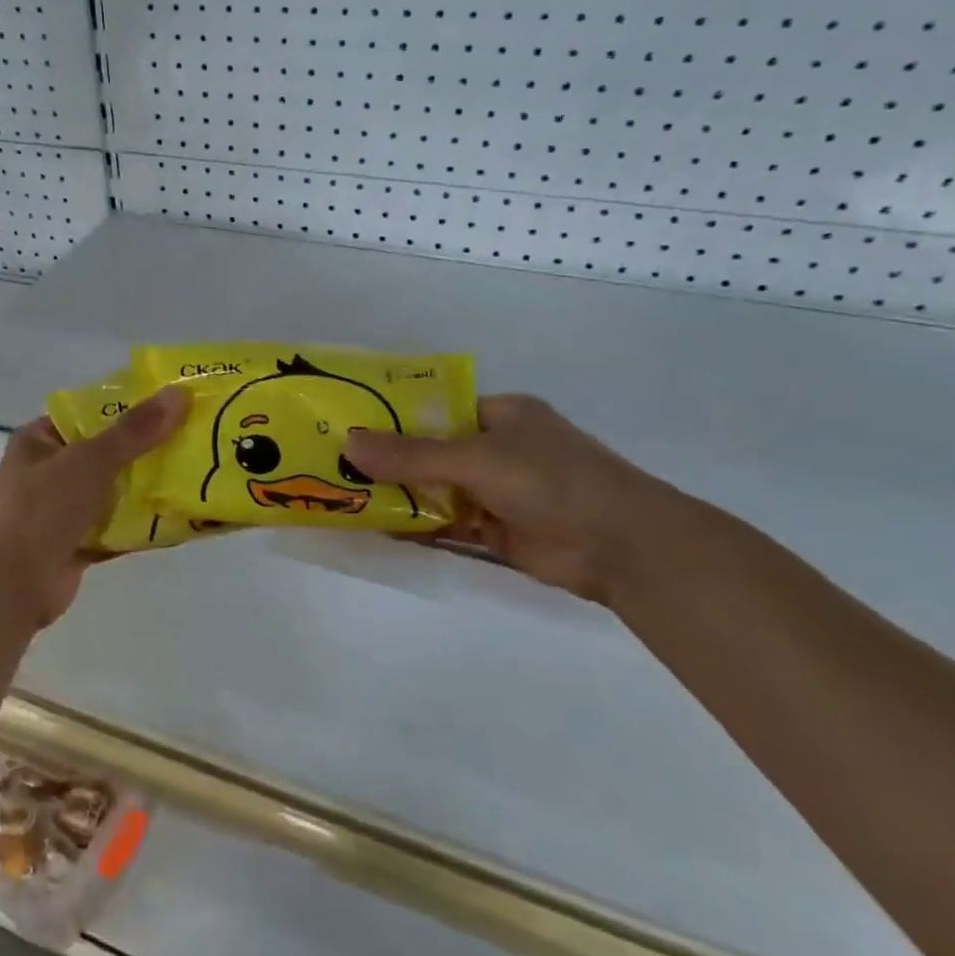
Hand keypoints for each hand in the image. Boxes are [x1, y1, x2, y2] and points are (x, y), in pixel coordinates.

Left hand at [0, 386, 188, 627]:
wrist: (8, 585)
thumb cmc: (40, 508)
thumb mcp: (89, 460)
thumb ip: (134, 432)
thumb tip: (180, 394)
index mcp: (40, 441)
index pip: (88, 414)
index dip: (127, 408)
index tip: (171, 404)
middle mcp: (48, 473)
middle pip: (105, 454)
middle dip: (145, 450)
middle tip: (193, 438)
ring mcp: (62, 512)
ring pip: (112, 493)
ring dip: (146, 489)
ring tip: (195, 474)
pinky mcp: (76, 547)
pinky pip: (116, 529)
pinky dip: (141, 526)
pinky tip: (179, 518)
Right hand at [345, 393, 688, 606]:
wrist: (621, 547)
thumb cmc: (551, 481)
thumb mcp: (476, 458)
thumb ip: (412, 455)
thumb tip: (347, 444)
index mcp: (499, 414)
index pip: (435, 408)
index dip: (392, 415)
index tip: (346, 422)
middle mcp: (496, 448)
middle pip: (430, 450)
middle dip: (387, 458)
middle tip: (333, 461)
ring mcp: (495, 491)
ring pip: (435, 488)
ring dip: (398, 493)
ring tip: (342, 492)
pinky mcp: (495, 529)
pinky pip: (445, 522)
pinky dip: (416, 524)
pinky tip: (376, 525)